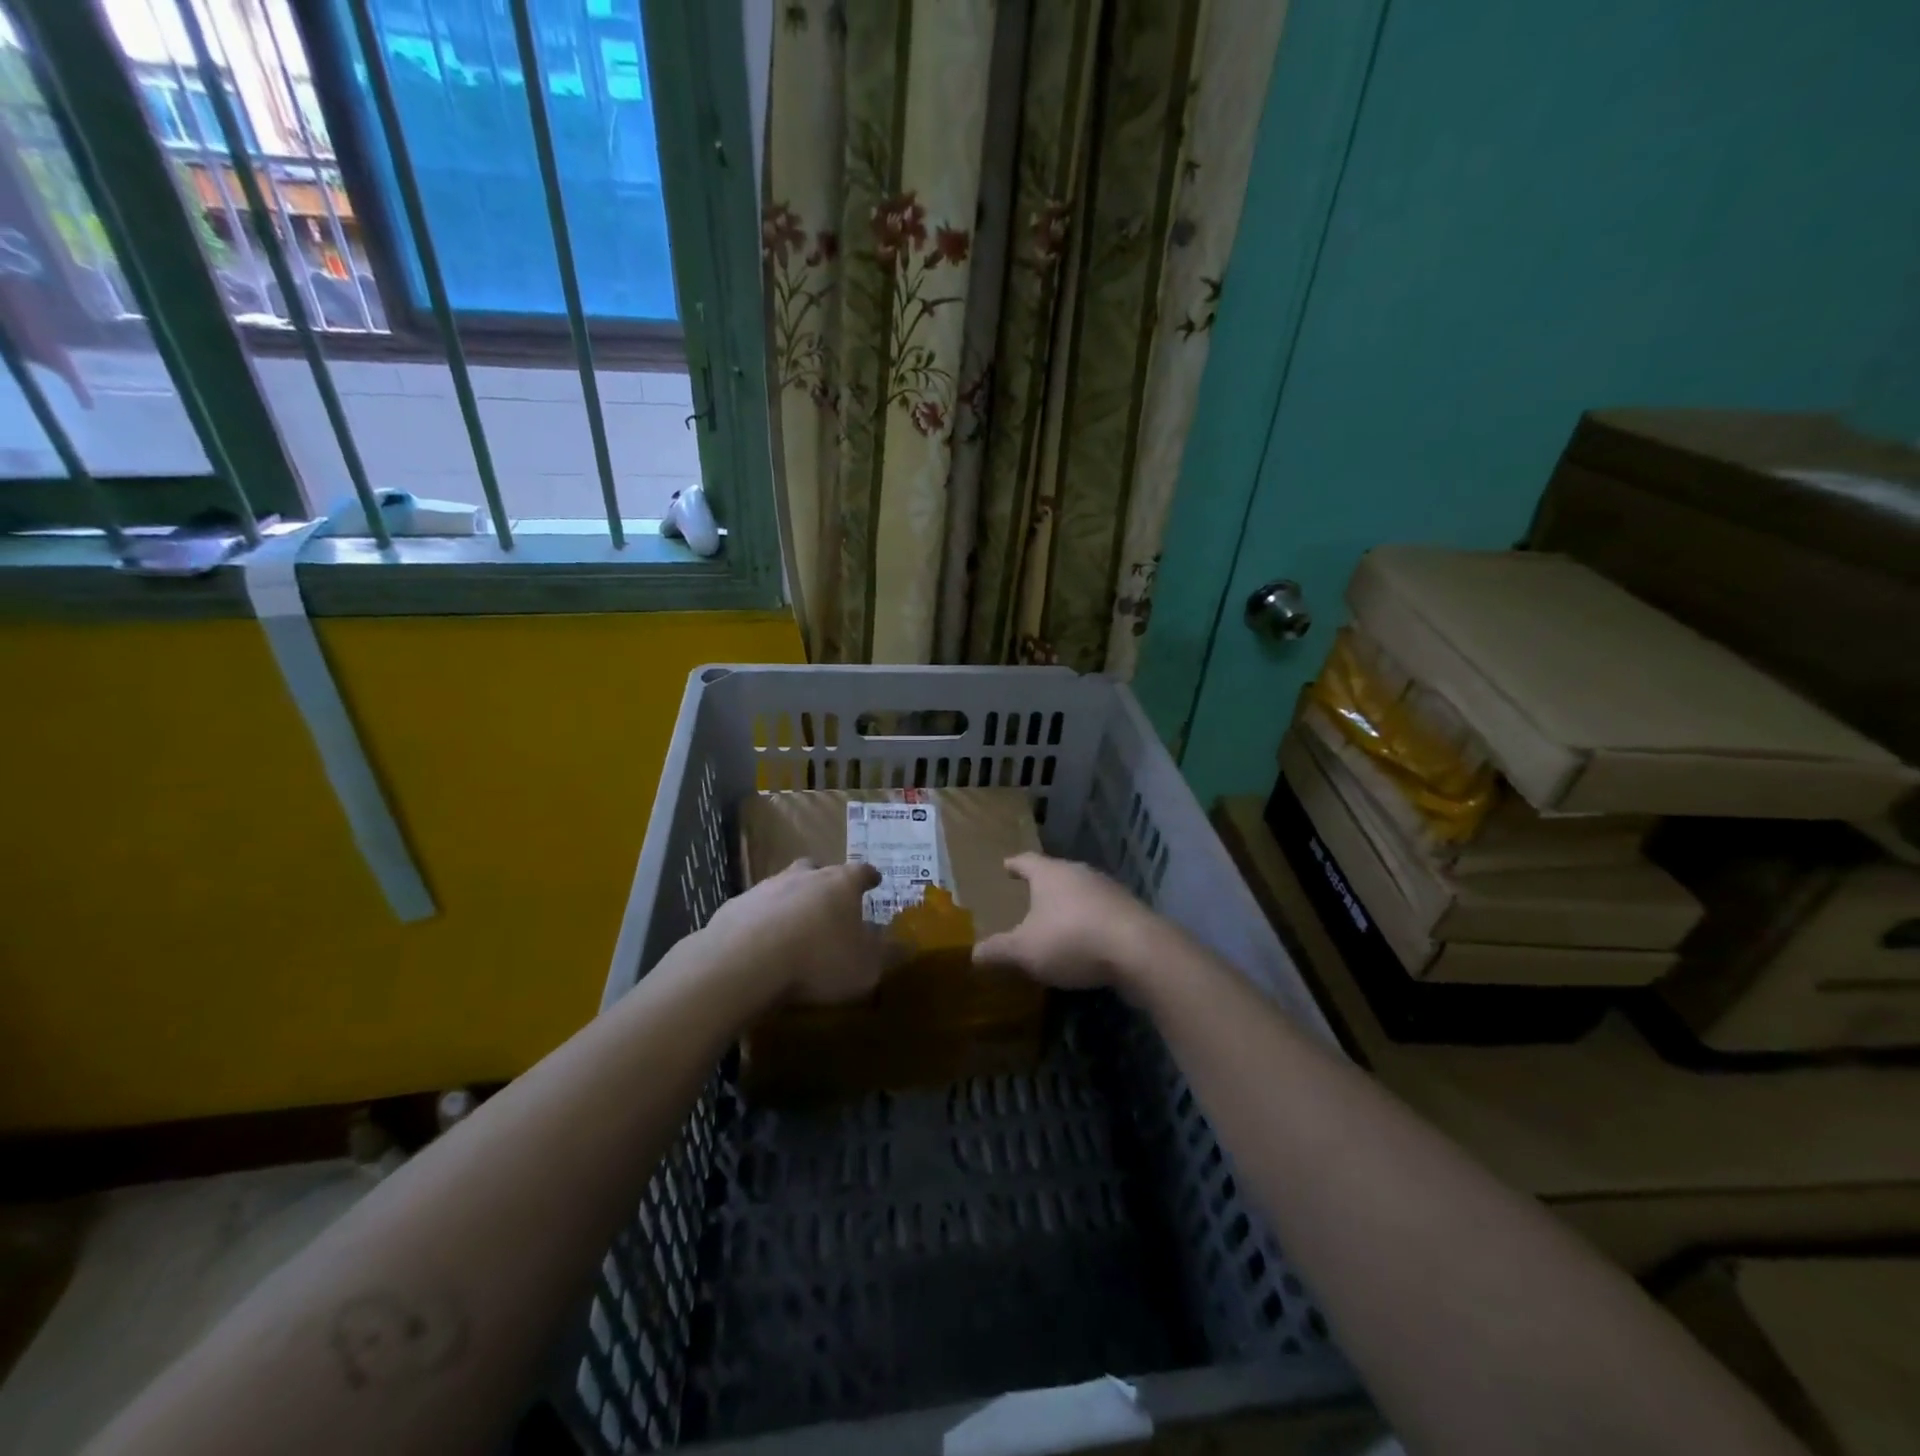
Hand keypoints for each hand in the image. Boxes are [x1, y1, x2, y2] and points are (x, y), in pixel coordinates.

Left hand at [704, 858, 887, 1004]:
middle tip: (829, 899)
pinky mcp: (734, 907)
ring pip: (783, 886)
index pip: (861, 871)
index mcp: (840, 884)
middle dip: (824, 881)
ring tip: (792, 926)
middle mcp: (804, 877)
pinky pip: (753, 910)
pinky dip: (760, 921)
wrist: (745, 962)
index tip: (875, 879)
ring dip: (790, 900)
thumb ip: (888, 955)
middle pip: (817, 869)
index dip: (869, 876)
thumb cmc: (818, 960)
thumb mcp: (866, 967)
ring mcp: (765, 888)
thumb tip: (908, 946)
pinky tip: (759, 943)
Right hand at [972, 852, 1162, 990]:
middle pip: (1056, 873)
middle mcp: (1079, 873)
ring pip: (1081, 891)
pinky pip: (1101, 912)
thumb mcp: (1025, 950)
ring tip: (1057, 919)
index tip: (1006, 866)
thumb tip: (973, 954)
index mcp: (1050, 873)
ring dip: (1069, 904)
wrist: (1138, 951)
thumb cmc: (1071, 940)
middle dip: (1043, 885)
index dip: (1014, 865)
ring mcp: (1108, 890)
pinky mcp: (1129, 911)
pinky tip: (1086, 940)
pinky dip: (1090, 922)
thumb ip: (998, 951)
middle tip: (1029, 895)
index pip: (1026, 861)